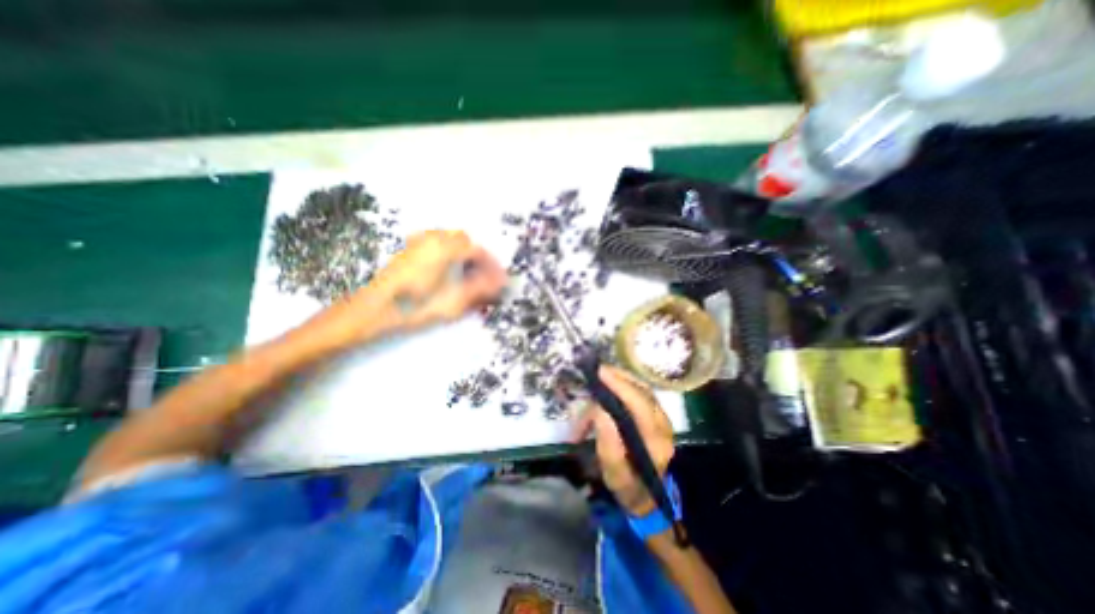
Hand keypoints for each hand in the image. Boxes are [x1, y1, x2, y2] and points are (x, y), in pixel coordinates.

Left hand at [299, 228, 504, 347]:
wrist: (371, 310)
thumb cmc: (414, 307)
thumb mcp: (453, 301)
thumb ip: (481, 288)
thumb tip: (502, 281)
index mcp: (445, 247)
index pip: (478, 250)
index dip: (492, 266)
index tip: (500, 281)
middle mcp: (432, 238)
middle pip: (465, 241)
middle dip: (478, 258)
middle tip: (485, 279)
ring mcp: (417, 242)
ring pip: (450, 240)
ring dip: (464, 255)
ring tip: (469, 277)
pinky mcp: (408, 250)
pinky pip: (436, 244)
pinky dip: (449, 254)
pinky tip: (447, 272)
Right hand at [573, 365, 677, 516]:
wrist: (646, 496)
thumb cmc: (628, 486)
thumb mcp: (613, 474)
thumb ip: (608, 445)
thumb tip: (600, 412)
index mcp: (657, 442)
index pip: (641, 405)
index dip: (620, 386)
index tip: (600, 373)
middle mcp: (664, 426)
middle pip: (644, 391)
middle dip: (619, 378)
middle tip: (597, 371)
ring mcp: (662, 419)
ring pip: (642, 389)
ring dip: (620, 380)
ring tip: (601, 377)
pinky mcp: (656, 416)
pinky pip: (640, 393)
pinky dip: (624, 386)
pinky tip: (610, 386)